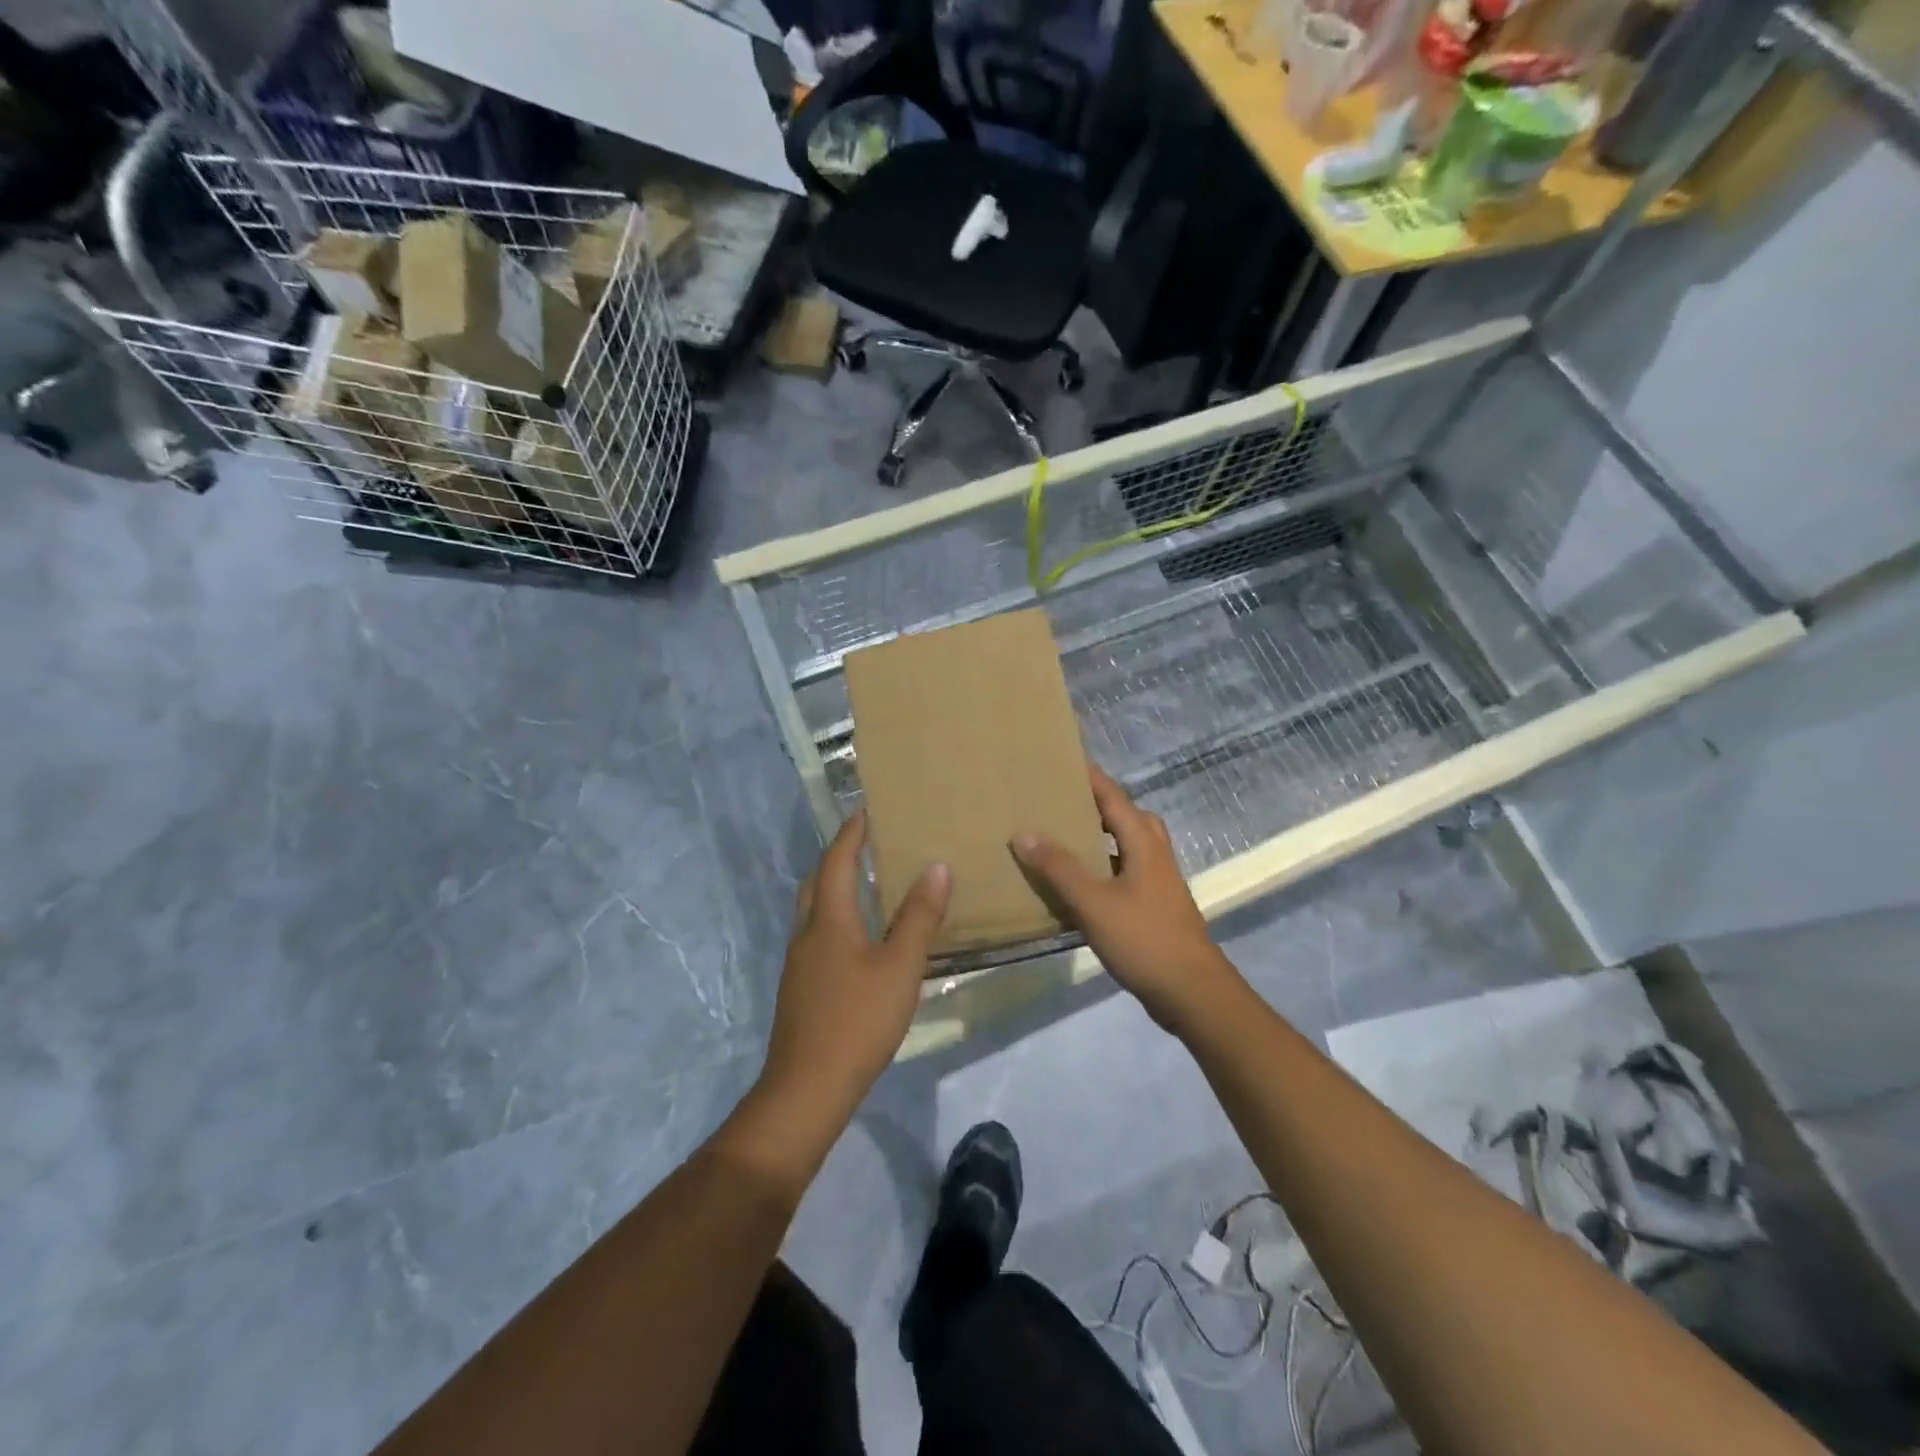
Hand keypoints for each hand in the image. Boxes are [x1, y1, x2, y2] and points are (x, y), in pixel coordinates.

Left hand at [758, 812, 950, 1125]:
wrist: (807, 1089)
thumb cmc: (857, 1021)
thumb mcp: (900, 967)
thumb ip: (918, 917)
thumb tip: (936, 866)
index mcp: (828, 921)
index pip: (836, 862)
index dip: (851, 834)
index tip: (865, 810)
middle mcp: (806, 935)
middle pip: (815, 883)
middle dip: (836, 857)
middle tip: (864, 843)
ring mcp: (799, 964)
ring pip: (813, 912)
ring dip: (834, 889)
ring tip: (865, 884)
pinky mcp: (801, 990)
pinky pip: (817, 937)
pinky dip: (835, 920)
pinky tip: (859, 940)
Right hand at [1011, 766, 1240, 1034]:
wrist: (1192, 993)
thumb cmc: (1144, 939)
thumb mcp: (1094, 902)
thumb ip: (1059, 868)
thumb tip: (1023, 832)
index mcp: (1144, 844)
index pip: (1114, 797)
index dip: (1090, 778)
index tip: (1062, 761)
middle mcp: (1155, 855)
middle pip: (1127, 817)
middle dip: (1097, 805)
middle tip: (1061, 801)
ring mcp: (1158, 882)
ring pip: (1128, 846)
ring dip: (1101, 837)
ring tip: (1064, 838)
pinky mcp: (1156, 907)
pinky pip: (1125, 872)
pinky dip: (1103, 867)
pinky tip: (1079, 885)